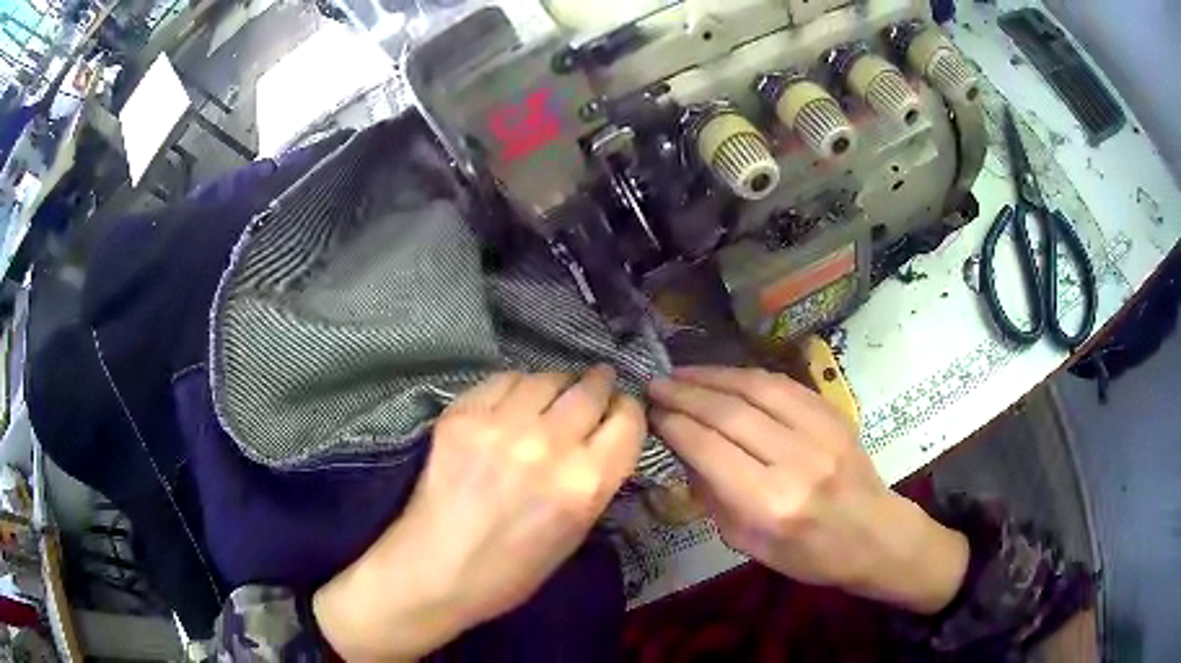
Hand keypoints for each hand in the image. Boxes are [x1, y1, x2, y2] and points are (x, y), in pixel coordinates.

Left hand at [314, 367, 643, 660]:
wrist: (435, 571)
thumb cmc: (511, 571)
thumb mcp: (574, 534)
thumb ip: (593, 481)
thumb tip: (600, 439)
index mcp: (586, 484)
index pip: (627, 420)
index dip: (626, 412)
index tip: (618, 412)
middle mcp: (549, 446)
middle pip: (590, 389)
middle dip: (598, 385)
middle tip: (594, 385)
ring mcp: (500, 426)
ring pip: (546, 378)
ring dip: (557, 384)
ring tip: (551, 396)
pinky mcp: (461, 416)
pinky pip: (503, 381)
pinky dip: (516, 387)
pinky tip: (513, 402)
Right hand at [649, 366, 968, 614]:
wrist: (874, 535)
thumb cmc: (808, 555)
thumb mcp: (748, 544)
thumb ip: (713, 497)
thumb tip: (685, 451)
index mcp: (770, 503)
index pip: (710, 449)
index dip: (675, 425)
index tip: (651, 412)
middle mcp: (795, 460)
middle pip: (729, 413)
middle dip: (686, 394)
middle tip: (656, 384)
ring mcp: (820, 431)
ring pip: (756, 388)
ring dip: (712, 376)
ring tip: (682, 372)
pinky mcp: (833, 415)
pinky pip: (783, 384)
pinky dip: (747, 376)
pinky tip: (725, 375)